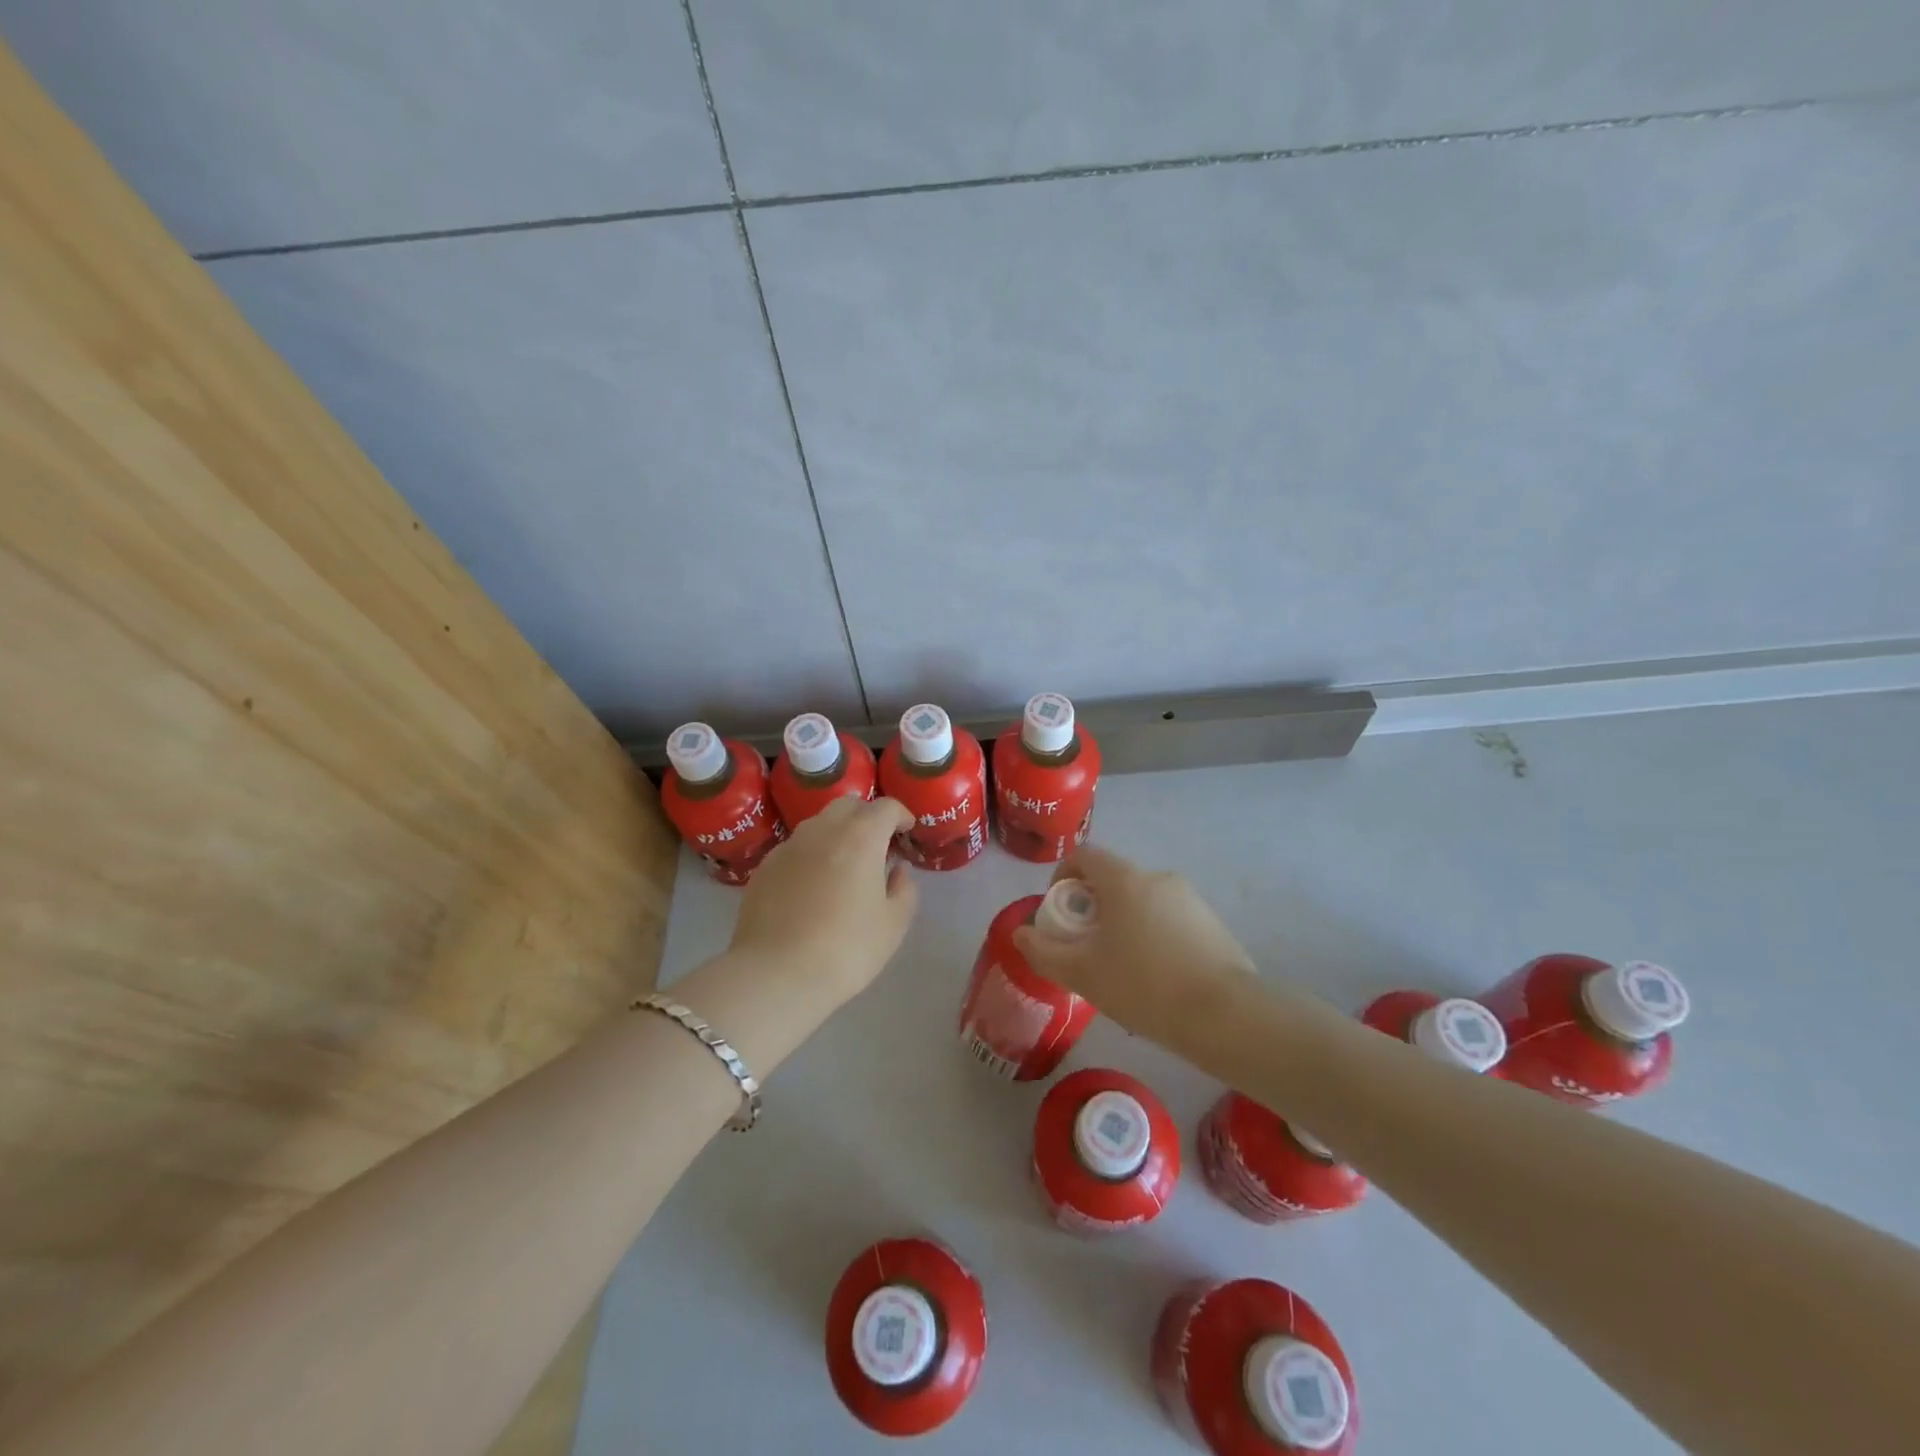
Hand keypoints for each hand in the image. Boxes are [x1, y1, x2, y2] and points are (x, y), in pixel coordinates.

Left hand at [727, 796, 919, 1008]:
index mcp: (861, 837)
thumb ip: (904, 890)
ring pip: (819, 824)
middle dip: (868, 817)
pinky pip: (796, 848)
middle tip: (877, 846)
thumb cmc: (846, 949)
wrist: (775, 975)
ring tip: (845, 866)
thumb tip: (896, 871)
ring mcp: (789, 847)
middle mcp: (823, 830)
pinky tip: (813, 887)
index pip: (886, 807)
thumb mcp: (893, 925)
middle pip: (849, 805)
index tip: (907, 832)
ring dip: (838, 833)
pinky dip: (811, 855)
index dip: (901, 815)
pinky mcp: (765, 867)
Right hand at [1012, 844, 1255, 1037]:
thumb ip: (1043, 951)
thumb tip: (1020, 933)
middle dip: (1093, 907)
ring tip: (1121, 970)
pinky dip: (1153, 936)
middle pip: (1113, 880)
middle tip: (1086, 947)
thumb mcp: (1082, 974)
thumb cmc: (1144, 986)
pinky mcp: (1212, 922)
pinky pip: (1169, 919)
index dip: (1062, 876)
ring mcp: (1190, 898)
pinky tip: (1157, 979)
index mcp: (1124, 880)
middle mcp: (1157, 877)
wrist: (1225, 1016)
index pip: (1084, 855)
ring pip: (1142, 902)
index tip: (1058, 910)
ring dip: (1124, 923)